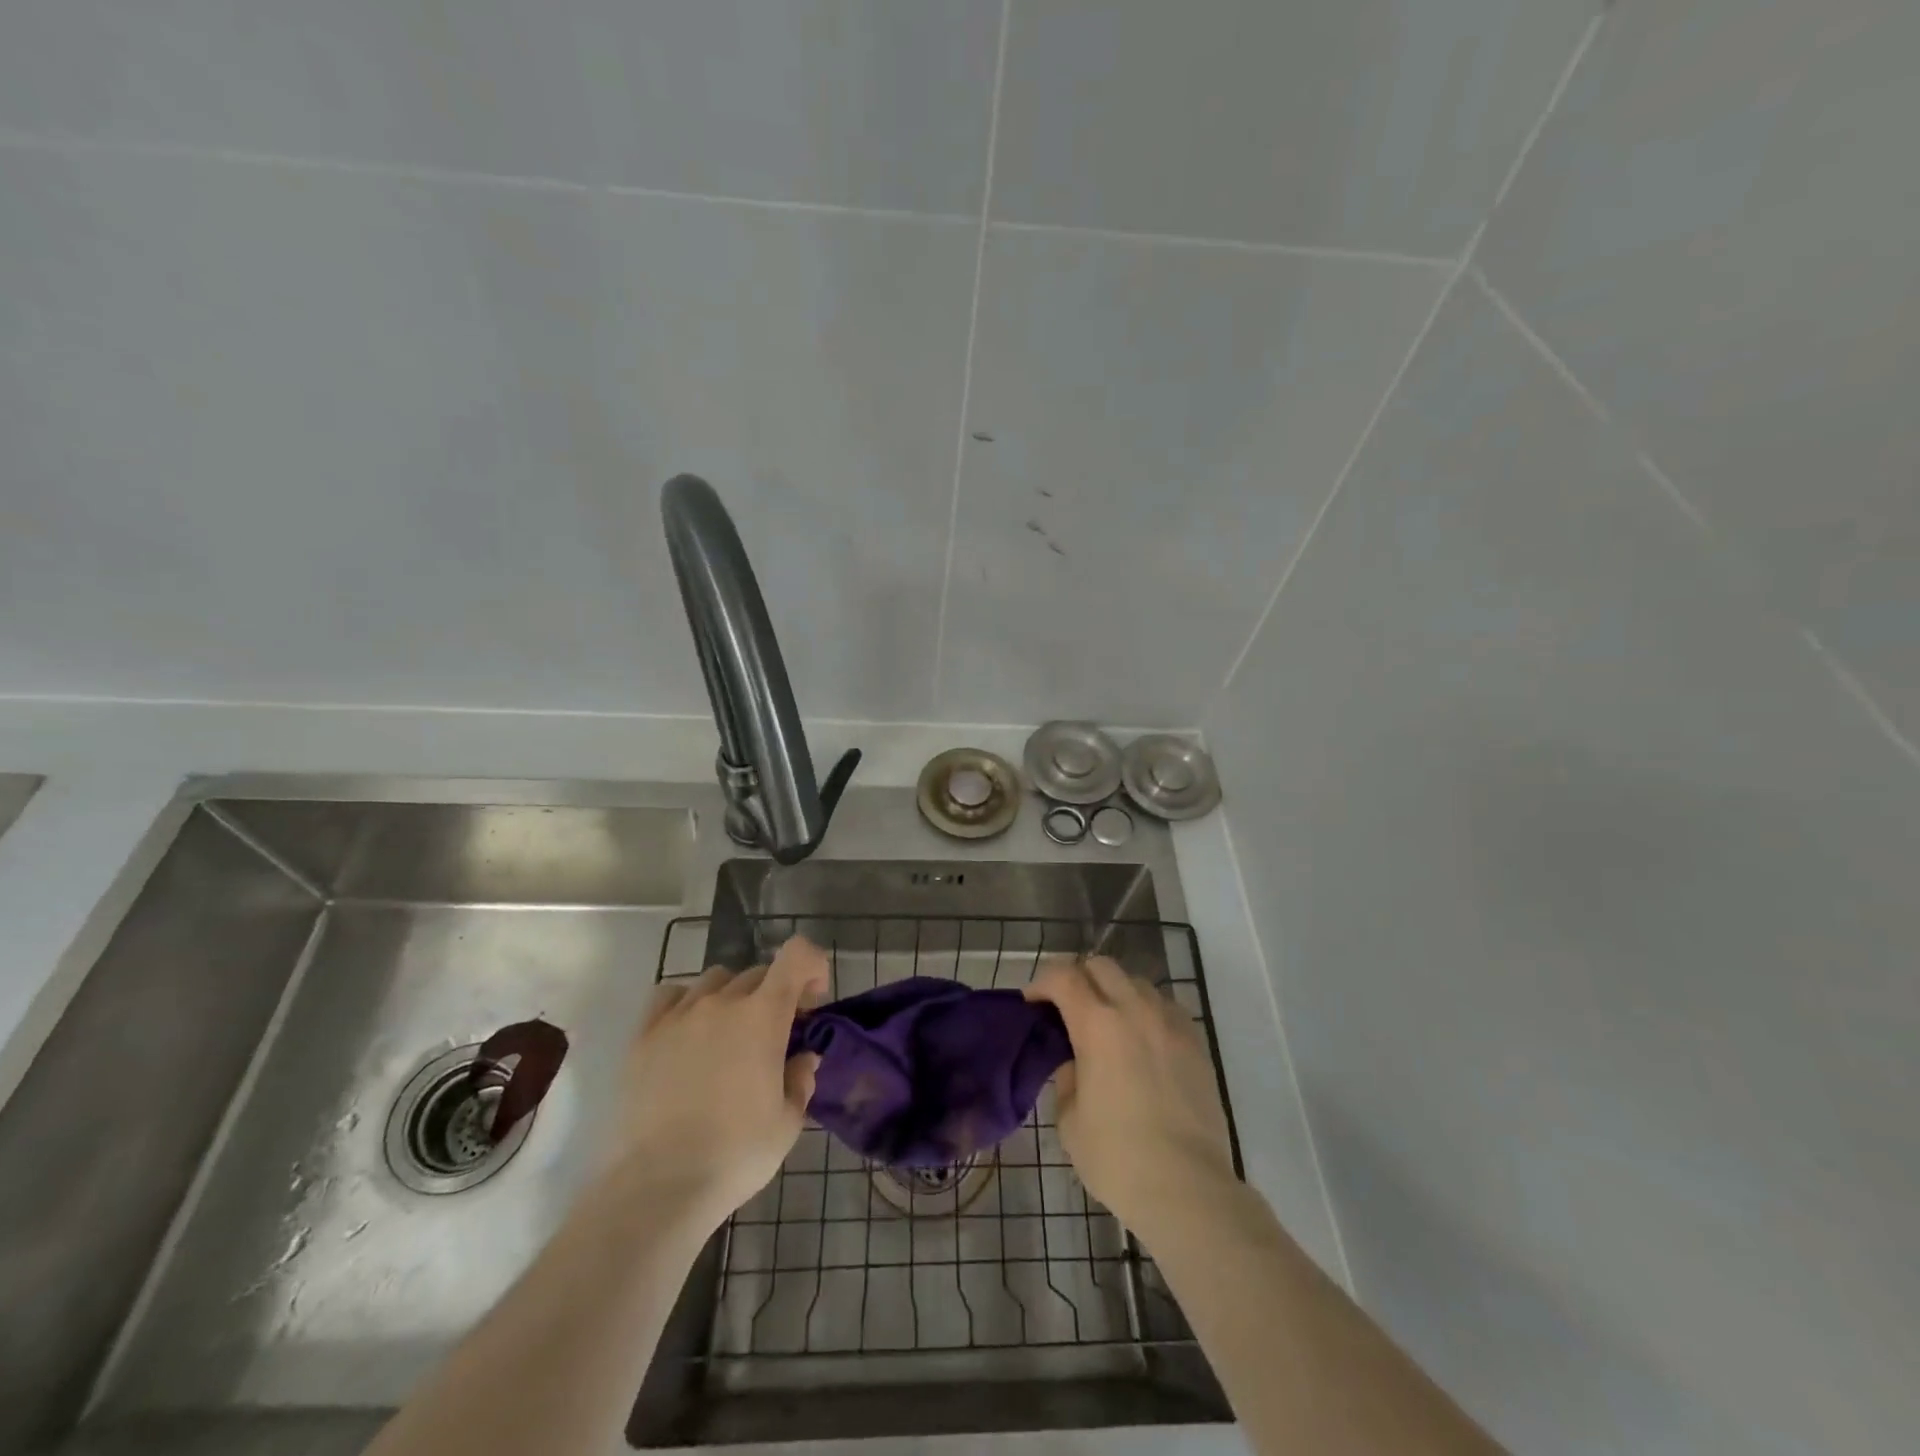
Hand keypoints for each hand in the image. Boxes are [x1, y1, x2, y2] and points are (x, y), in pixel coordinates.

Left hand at [615, 936, 828, 1226]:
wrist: (658, 1187)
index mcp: (764, 1015)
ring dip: (733, 997)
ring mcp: (680, 1014)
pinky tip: (689, 1033)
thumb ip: (800, 1079)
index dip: (812, 966)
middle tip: (776, 1035)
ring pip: (716, 980)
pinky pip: (671, 995)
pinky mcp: (645, 1034)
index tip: (813, 1001)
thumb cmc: (735, 1154)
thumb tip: (802, 1057)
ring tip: (730, 1035)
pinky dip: (688, 1002)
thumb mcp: (788, 1122)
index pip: (797, 955)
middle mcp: (722, 1001)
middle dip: (776, 994)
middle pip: (759, 973)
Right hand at [1025, 956, 1236, 1239]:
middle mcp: (1135, 1010)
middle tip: (1067, 1008)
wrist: (1187, 1188)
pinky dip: (1146, 1011)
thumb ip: (1066, 1079)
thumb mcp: (1069, 1120)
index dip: (1042, 982)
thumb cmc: (1117, 1158)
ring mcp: (1170, 1023)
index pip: (1063, 976)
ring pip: (1137, 981)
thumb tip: (1076, 1063)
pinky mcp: (1196, 1042)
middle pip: (1101, 965)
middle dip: (1078, 978)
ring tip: (1108, 1024)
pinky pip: (1166, 1006)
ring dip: (1114, 991)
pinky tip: (1142, 1041)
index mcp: (1097, 1023)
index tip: (1032, 1002)